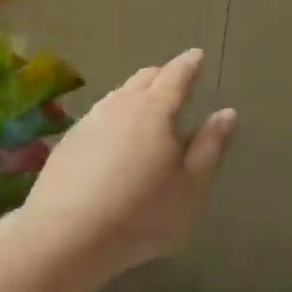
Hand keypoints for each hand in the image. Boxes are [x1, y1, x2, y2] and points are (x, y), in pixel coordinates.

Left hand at [24, 49, 236, 279]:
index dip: (189, 64)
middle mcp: (121, 105)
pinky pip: (99, 115)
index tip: (197, 56)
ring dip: (136, 93)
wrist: (64, 236)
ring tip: (146, 105)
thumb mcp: (190, 187)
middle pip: (145, 78)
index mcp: (155, 110)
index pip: (176, 75)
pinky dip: (114, 116)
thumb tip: (226, 112)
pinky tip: (114, 136)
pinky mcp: (68, 142)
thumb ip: (210, 146)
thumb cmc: (141, 213)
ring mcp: (90, 121)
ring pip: (118, 94)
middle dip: (163, 75)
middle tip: (175, 81)